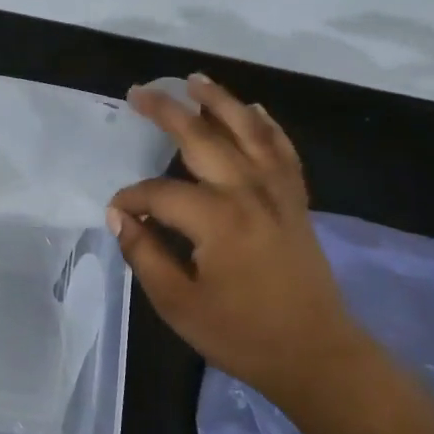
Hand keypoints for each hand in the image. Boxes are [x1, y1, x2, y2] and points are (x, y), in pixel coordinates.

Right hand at [108, 74, 367, 405]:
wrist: (316, 354)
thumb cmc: (242, 334)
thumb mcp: (178, 303)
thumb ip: (144, 254)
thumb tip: (119, 216)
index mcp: (216, 218)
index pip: (158, 193)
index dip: (131, 200)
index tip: (117, 214)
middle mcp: (248, 192)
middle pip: (202, 137)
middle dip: (167, 112)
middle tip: (140, 92)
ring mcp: (278, 192)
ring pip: (247, 131)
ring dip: (219, 101)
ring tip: (194, 80)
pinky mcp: (296, 201)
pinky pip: (282, 150)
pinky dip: (267, 126)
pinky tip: (254, 110)